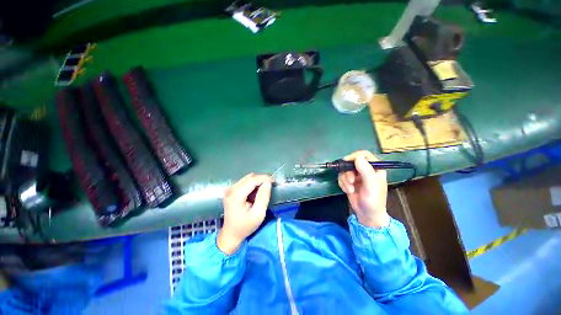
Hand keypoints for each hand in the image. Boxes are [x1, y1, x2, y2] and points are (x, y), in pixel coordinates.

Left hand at [218, 173, 272, 253]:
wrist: (231, 234)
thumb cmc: (245, 226)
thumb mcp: (258, 214)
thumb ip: (263, 197)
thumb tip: (268, 182)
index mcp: (236, 195)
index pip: (252, 180)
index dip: (264, 178)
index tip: (273, 180)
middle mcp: (231, 189)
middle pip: (249, 177)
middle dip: (261, 179)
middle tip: (270, 185)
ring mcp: (230, 189)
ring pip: (247, 178)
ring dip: (257, 181)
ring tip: (263, 189)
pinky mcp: (231, 190)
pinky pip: (244, 182)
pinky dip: (252, 184)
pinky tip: (255, 192)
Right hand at [337, 150, 389, 227]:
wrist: (367, 215)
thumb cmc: (373, 200)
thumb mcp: (371, 185)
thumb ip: (366, 171)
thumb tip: (357, 157)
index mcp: (375, 168)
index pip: (364, 155)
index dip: (355, 156)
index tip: (347, 162)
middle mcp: (365, 170)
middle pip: (351, 162)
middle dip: (348, 172)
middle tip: (350, 181)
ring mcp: (356, 176)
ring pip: (344, 170)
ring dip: (345, 180)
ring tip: (350, 189)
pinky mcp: (349, 181)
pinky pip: (341, 177)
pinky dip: (342, 184)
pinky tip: (348, 191)